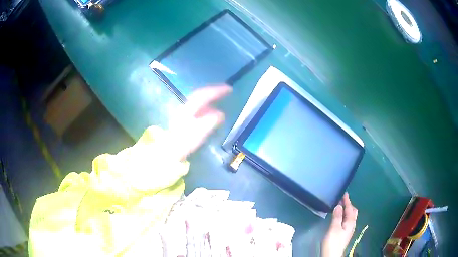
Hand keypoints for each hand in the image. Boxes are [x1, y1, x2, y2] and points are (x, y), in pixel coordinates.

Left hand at [168, 85, 231, 160]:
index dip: (217, 91)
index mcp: (189, 109)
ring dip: (210, 98)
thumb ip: (210, 122)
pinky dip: (206, 106)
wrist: (170, 151)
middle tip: (226, 91)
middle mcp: (185, 107)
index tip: (229, 89)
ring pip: (198, 100)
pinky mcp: (184, 119)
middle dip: (213, 91)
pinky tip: (211, 111)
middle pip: (200, 94)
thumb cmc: (184, 142)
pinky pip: (197, 107)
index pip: (204, 95)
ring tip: (220, 99)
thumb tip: (220, 114)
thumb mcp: (198, 133)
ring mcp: (184, 112)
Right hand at [321, 192, 357, 256]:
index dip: (347, 201)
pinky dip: (344, 216)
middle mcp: (351, 225)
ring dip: (346, 210)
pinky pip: (346, 220)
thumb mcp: (334, 228)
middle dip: (348, 205)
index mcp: (350, 222)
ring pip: (349, 217)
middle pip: (352, 212)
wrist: (332, 255)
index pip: (350, 209)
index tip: (344, 193)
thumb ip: (337, 216)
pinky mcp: (344, 234)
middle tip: (342, 199)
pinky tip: (339, 217)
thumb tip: (339, 205)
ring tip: (340, 206)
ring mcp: (348, 230)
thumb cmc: (333, 241)